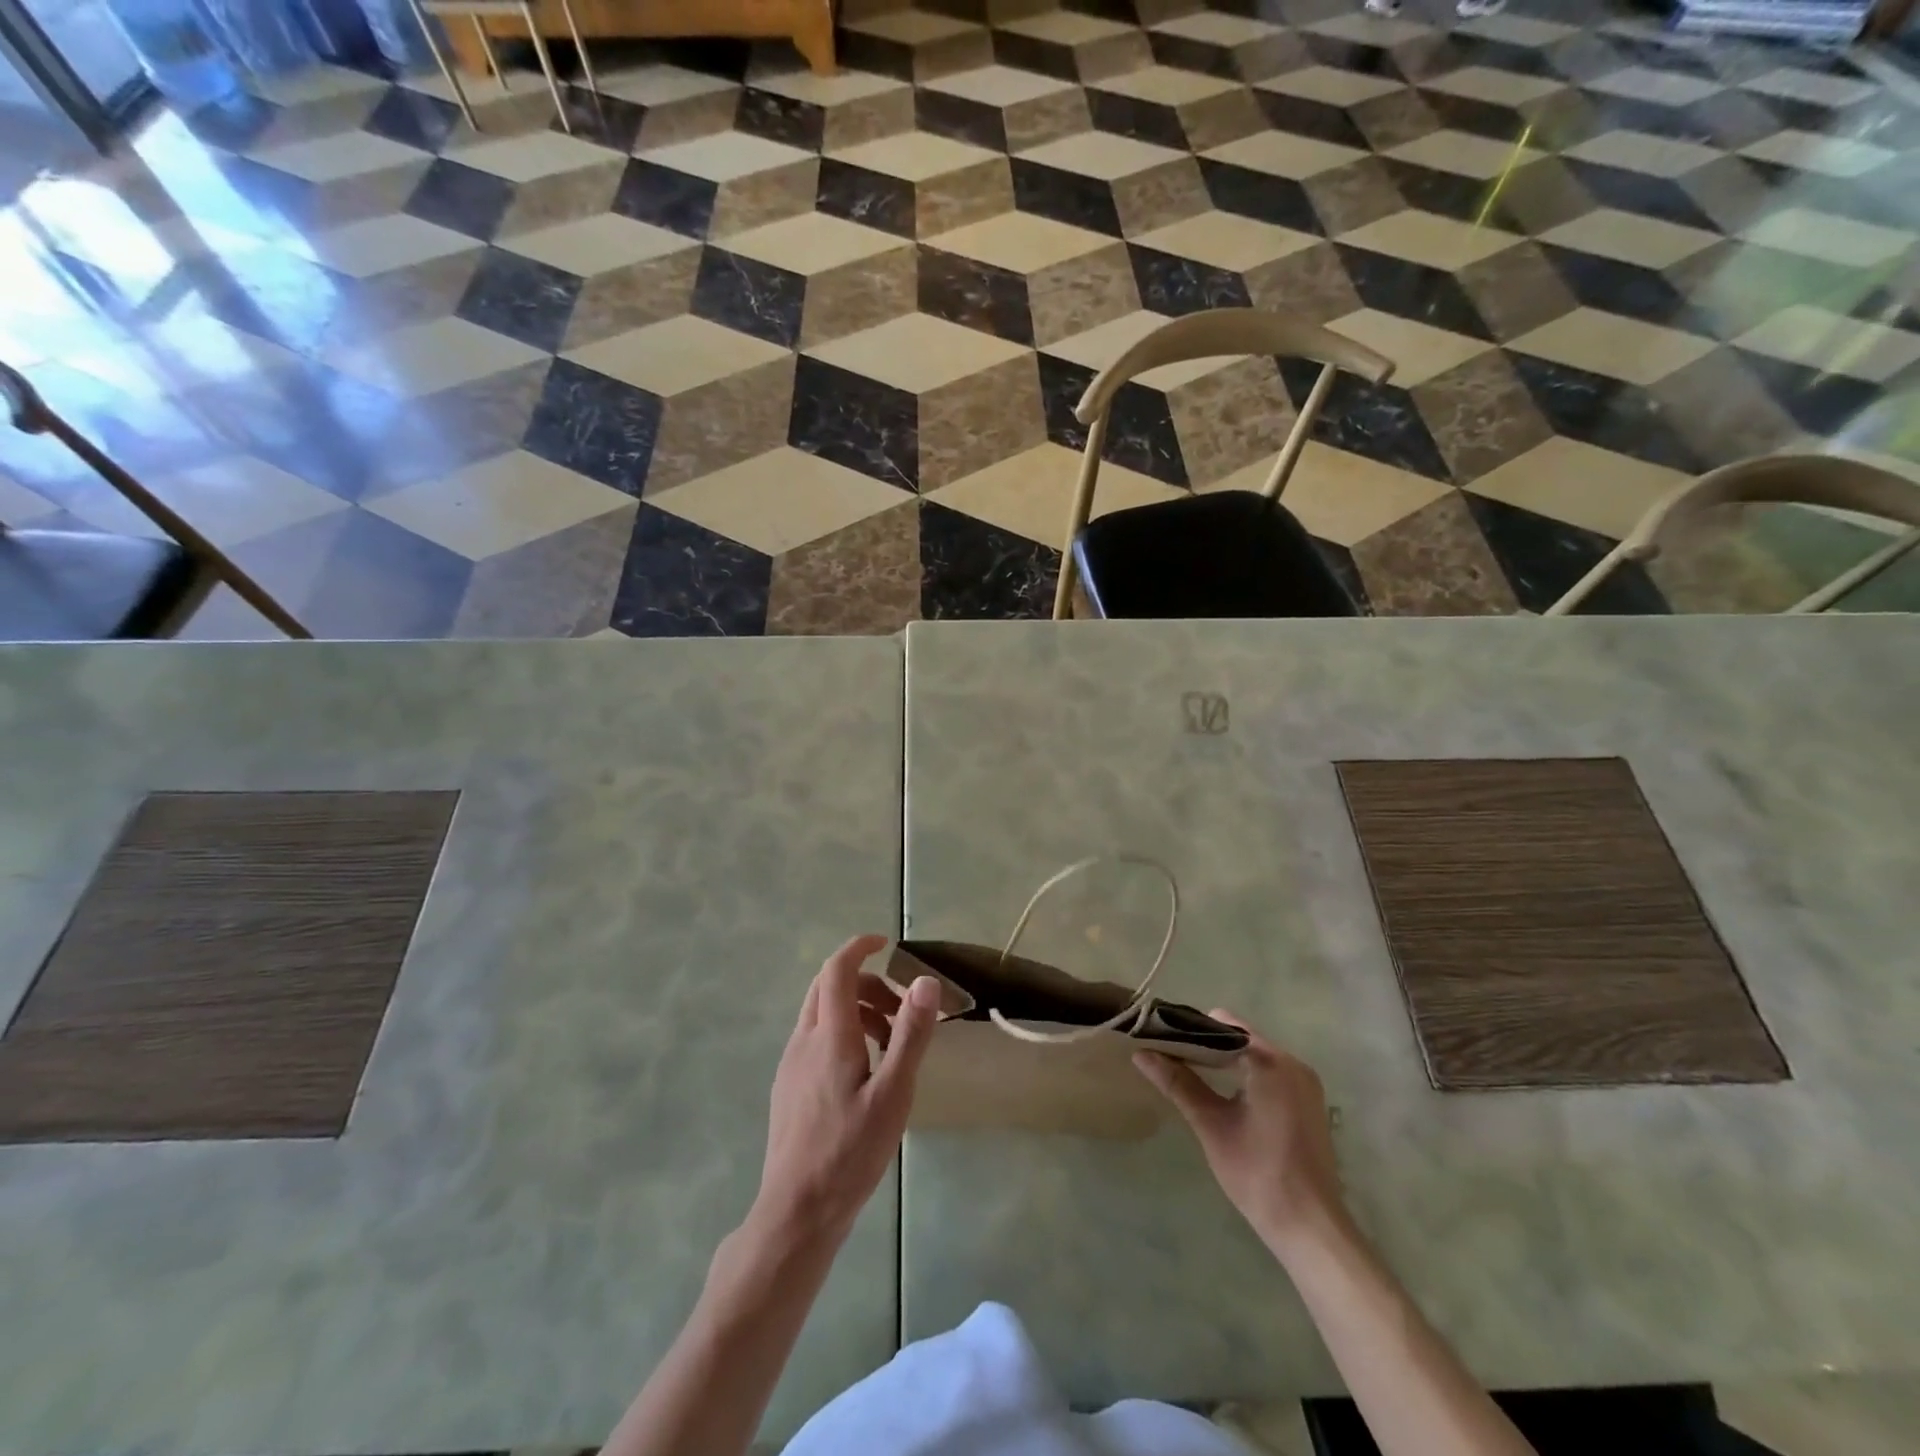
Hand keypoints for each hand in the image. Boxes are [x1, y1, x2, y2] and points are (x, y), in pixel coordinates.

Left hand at [752, 934, 940, 1249]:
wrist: (797, 1212)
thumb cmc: (850, 1152)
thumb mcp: (893, 1094)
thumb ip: (910, 1035)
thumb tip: (926, 981)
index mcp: (830, 1036)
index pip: (837, 970)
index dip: (859, 948)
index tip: (885, 944)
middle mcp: (804, 1040)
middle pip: (828, 987)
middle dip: (865, 982)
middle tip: (900, 1007)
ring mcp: (791, 1064)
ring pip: (820, 1014)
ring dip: (855, 1009)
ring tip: (889, 1043)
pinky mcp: (788, 1086)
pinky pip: (815, 1039)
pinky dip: (841, 1032)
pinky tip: (863, 1072)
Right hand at [1135, 1013, 1348, 1259]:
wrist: (1310, 1227)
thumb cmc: (1257, 1172)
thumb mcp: (1211, 1124)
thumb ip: (1178, 1083)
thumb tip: (1142, 1054)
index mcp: (1271, 1062)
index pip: (1223, 1025)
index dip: (1190, 1028)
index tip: (1162, 1037)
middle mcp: (1293, 1064)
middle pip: (1240, 1038)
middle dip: (1205, 1045)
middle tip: (1170, 1055)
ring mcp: (1305, 1085)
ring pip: (1255, 1056)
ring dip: (1224, 1061)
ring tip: (1187, 1071)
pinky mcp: (1308, 1104)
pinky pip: (1270, 1074)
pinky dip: (1244, 1076)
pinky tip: (1222, 1093)